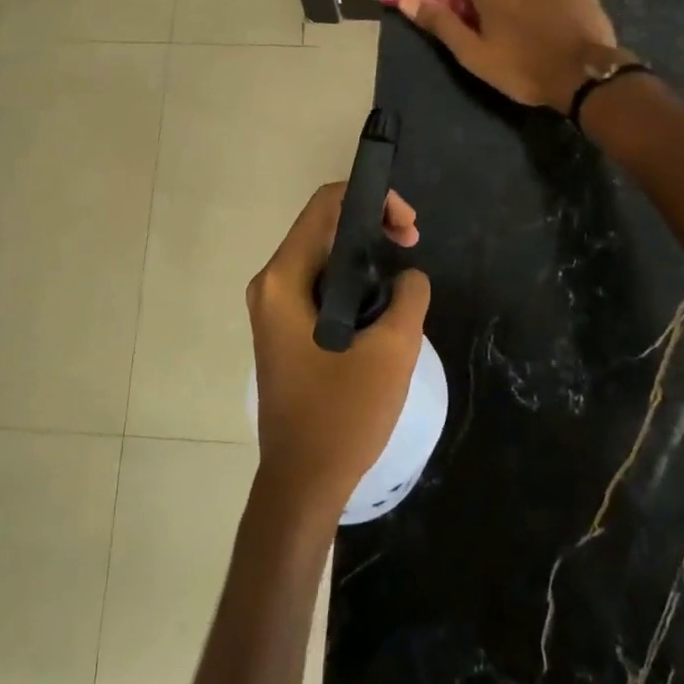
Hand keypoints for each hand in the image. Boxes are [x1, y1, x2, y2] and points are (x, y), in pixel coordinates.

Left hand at [246, 184, 430, 525]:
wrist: (302, 484)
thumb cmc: (342, 416)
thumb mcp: (391, 352)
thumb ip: (409, 297)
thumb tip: (409, 276)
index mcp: (283, 280)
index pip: (325, 206)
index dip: (372, 199)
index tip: (408, 228)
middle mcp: (270, 285)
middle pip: (323, 227)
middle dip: (372, 226)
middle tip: (412, 245)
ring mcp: (273, 309)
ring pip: (324, 258)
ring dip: (365, 256)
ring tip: (404, 277)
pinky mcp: (284, 330)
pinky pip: (320, 286)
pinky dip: (353, 282)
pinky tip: (383, 304)